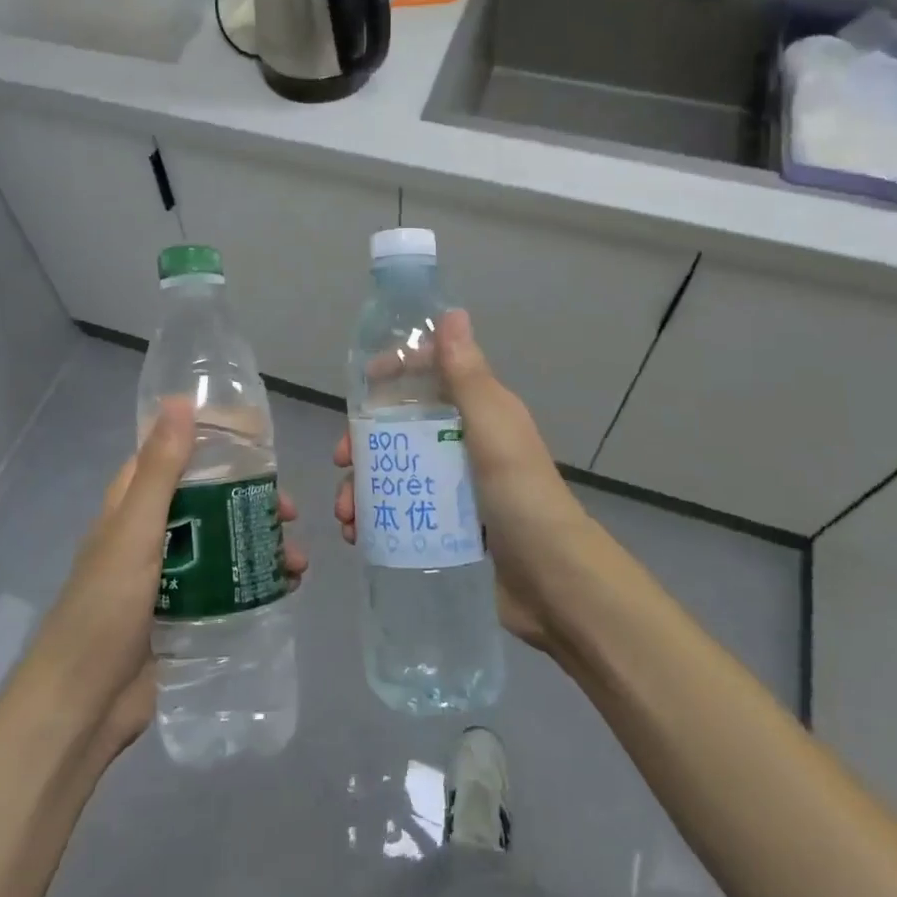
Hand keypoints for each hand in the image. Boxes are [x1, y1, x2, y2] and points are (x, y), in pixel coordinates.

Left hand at [30, 398, 305, 759]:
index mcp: (131, 507)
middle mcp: (151, 535)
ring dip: (260, 544)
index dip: (212, 444)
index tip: (257, 442)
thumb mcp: (134, 531)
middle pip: (208, 501)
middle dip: (250, 501)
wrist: (83, 705)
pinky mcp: (186, 613)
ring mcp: (169, 577)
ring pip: (223, 544)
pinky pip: (227, 585)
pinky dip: (257, 581)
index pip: (172, 457)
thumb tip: (181, 401)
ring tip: (297, 560)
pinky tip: (287, 588)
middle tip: (289, 510)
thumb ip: (161, 470)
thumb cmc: (105, 608)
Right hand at [335, 310, 594, 651]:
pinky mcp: (448, 526)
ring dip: (363, 486)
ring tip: (347, 515)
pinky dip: (375, 518)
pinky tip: (358, 534)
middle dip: (365, 440)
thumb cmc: (521, 496)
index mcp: (480, 414)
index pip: (432, 376)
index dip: (397, 372)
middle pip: (402, 427)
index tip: (362, 385)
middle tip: (343, 460)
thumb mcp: (494, 428)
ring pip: (396, 471)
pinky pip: (401, 510)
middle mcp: (466, 444)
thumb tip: (451, 313)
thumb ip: (468, 375)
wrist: (554, 584)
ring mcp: (456, 487)